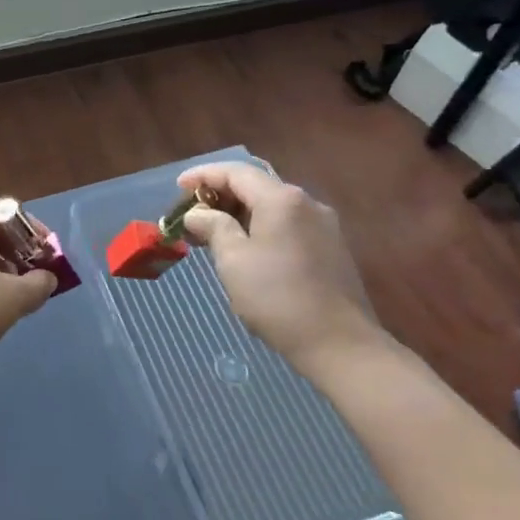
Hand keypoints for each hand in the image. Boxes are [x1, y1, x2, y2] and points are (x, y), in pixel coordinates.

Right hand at [178, 163, 382, 374]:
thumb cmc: (279, 299)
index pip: (235, 172)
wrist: (342, 346)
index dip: (203, 176)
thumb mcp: (233, 260)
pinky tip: (245, 250)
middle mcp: (306, 203)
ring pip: (271, 207)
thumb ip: (213, 226)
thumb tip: (197, 214)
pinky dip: (260, 228)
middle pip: (255, 186)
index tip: (178, 188)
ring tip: (212, 235)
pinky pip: (287, 225)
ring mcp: (323, 226)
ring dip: (239, 214)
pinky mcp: (331, 249)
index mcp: (282, 199)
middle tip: (191, 217)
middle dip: (220, 196)